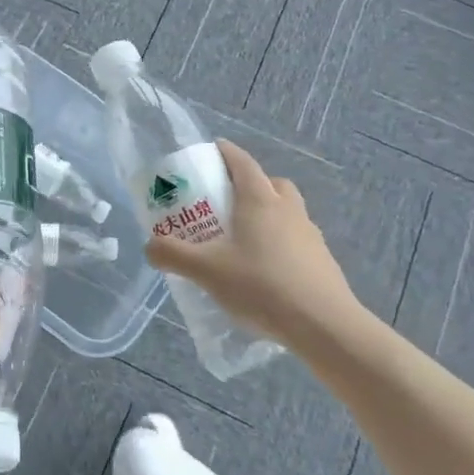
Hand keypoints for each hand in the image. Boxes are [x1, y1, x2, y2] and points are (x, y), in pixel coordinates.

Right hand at [143, 139, 370, 351]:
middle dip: (249, 184)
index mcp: (260, 200)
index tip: (212, 150)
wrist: (323, 325)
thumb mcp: (207, 271)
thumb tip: (149, 246)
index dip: (226, 152)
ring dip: (267, 214)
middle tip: (226, 201)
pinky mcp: (322, 260)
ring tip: (244, 239)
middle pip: (270, 183)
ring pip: (287, 210)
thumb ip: (173, 255)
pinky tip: (265, 270)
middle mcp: (288, 209)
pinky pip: (297, 239)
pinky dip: (280, 243)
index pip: (242, 162)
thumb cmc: (261, 286)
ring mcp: (310, 234)